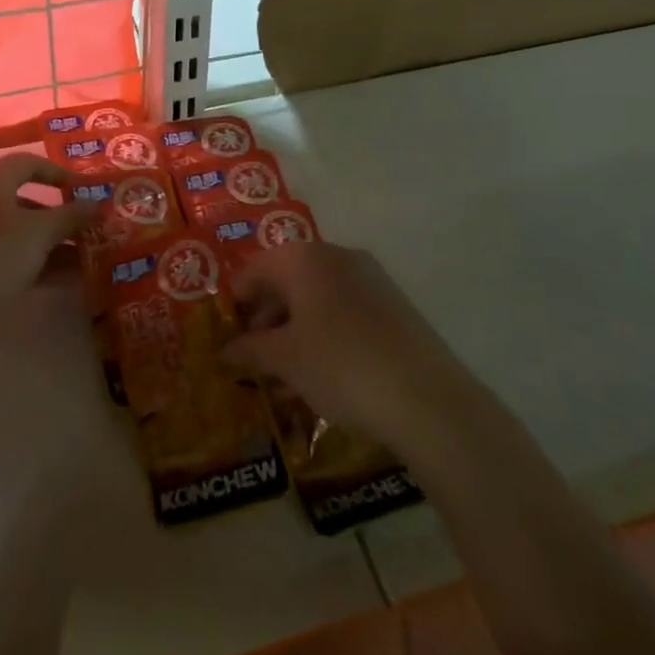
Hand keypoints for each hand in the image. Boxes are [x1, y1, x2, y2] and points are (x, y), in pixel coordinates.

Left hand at [0, 153, 97, 327]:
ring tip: (83, 258)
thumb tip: (98, 204)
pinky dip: (32, 260)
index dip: (58, 172)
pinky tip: (61, 279)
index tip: (84, 189)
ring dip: (50, 242)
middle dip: (58, 215)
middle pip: (22, 198)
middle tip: (86, 227)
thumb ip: (72, 215)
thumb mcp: (41, 233)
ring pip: (15, 230)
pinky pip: (4, 253)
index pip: (26, 162)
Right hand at [224, 240, 467, 452]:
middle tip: (254, 358)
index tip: (227, 336)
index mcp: (303, 258)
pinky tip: (323, 373)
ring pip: (317, 297)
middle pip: (287, 280)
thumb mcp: (285, 360)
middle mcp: (337, 255)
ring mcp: (371, 278)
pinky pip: (345, 311)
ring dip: (295, 329)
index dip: (235, 303)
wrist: (428, 399)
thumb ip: (250, 349)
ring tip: (285, 374)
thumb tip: (226, 349)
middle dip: (266, 318)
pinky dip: (326, 334)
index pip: (253, 269)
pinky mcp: (395, 305)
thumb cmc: (340, 366)